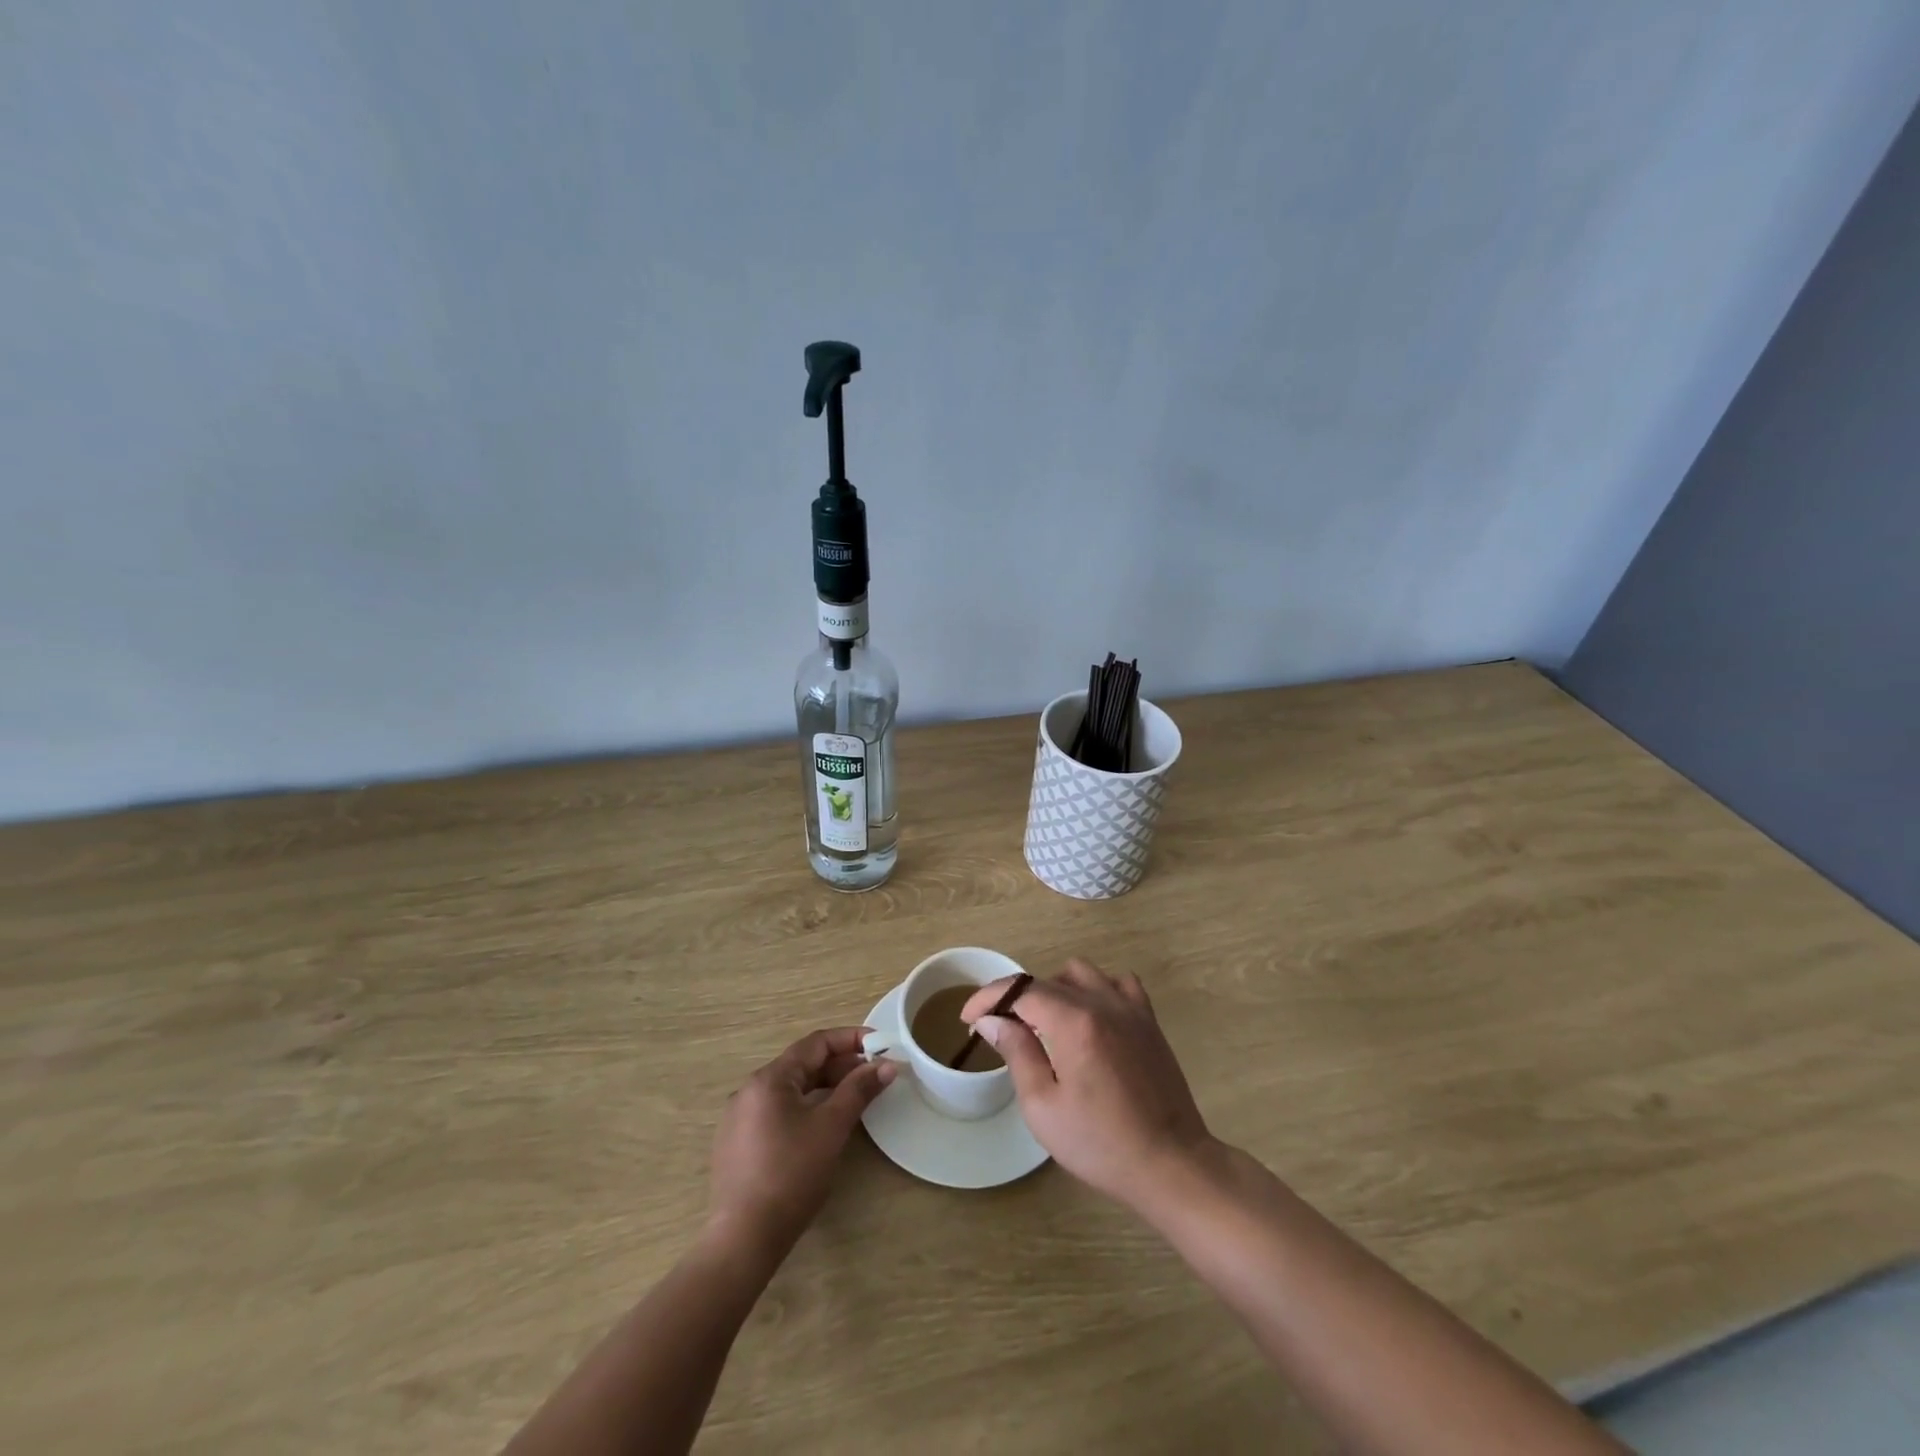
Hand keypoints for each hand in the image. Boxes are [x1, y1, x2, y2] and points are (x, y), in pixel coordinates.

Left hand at [706, 1027, 896, 1253]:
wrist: (743, 1239)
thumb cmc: (791, 1174)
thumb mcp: (831, 1127)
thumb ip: (859, 1090)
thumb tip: (886, 1065)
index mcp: (769, 1079)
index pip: (815, 1043)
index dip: (850, 1039)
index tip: (879, 1044)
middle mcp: (749, 1090)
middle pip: (802, 1065)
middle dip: (840, 1066)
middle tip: (872, 1076)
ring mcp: (739, 1118)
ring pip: (790, 1089)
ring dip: (824, 1087)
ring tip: (853, 1098)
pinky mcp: (737, 1144)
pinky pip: (777, 1111)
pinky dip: (805, 1107)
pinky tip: (822, 1126)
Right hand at [962, 959, 1214, 1213]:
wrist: (1171, 1164)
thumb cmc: (1100, 1144)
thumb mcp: (1043, 1106)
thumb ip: (1017, 1052)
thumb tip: (991, 1019)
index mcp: (1073, 1021)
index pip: (1019, 990)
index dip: (987, 998)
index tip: (968, 1019)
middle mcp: (1102, 1002)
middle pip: (1046, 981)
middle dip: (1015, 999)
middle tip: (1000, 1031)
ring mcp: (1130, 1007)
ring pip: (1080, 973)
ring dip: (1054, 989)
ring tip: (1044, 1024)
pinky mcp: (1149, 1020)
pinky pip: (1117, 983)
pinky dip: (1096, 990)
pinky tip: (1089, 1018)